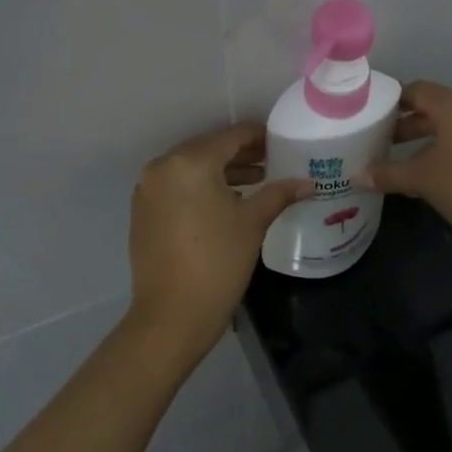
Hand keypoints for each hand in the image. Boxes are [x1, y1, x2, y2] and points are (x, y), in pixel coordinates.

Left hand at [127, 123, 312, 363]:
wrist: (172, 315)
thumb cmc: (218, 263)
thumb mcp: (252, 223)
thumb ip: (279, 194)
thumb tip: (308, 183)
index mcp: (190, 162)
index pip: (231, 136)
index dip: (259, 137)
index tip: (281, 143)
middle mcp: (162, 167)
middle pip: (208, 149)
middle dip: (240, 154)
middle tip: (272, 162)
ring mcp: (148, 189)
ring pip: (191, 169)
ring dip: (221, 172)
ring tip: (255, 182)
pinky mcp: (143, 211)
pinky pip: (176, 187)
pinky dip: (200, 187)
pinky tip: (224, 202)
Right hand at [359, 81, 451, 252]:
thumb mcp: (422, 180)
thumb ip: (388, 173)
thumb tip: (357, 175)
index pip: (416, 90)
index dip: (391, 101)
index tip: (370, 116)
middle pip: (432, 107)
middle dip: (405, 123)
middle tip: (378, 140)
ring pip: (449, 125)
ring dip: (423, 138)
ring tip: (397, 159)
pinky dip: (442, 149)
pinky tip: (427, 174)